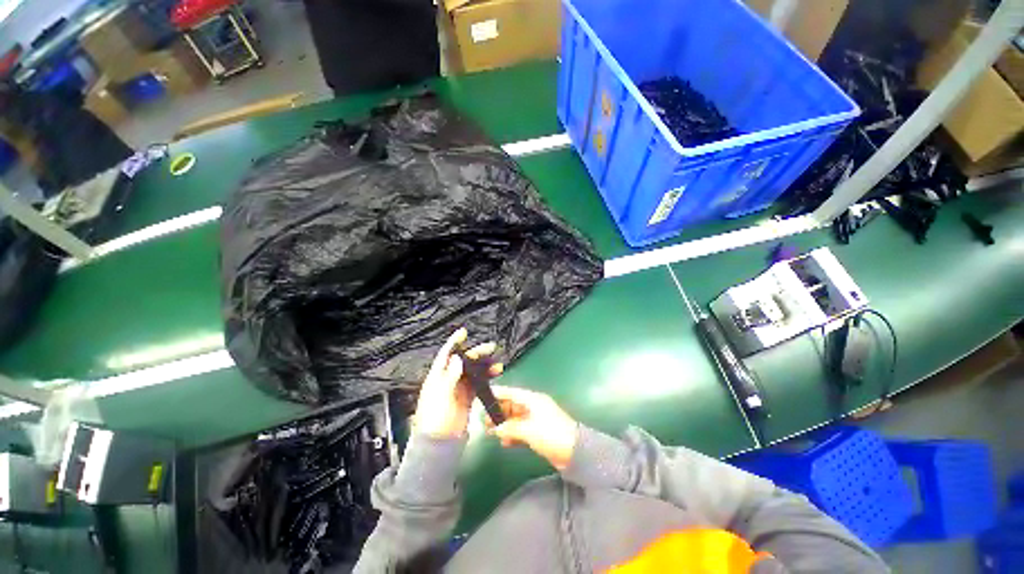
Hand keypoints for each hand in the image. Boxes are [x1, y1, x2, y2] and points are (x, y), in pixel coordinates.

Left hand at [414, 328, 502, 438]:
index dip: (454, 342)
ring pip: (474, 371)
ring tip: (498, 364)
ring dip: (485, 366)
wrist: (439, 443)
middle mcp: (448, 379)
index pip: (446, 355)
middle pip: (464, 361)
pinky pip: (479, 383)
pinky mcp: (467, 397)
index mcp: (438, 376)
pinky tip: (495, 374)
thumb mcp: (441, 396)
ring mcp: (459, 388)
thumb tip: (457, 358)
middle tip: (492, 348)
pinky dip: (487, 377)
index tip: (464, 332)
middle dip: (477, 353)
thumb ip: (450, 376)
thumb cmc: (436, 418)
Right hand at [486, 386, 578, 470]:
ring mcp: (535, 420)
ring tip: (490, 432)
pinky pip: (520, 430)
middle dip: (498, 412)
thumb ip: (510, 428)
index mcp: (533, 400)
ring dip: (504, 424)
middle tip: (484, 420)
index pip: (512, 393)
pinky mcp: (538, 432)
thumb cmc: (551, 435)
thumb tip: (496, 429)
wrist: (574, 453)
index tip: (484, 395)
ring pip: (515, 418)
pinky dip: (512, 434)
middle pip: (512, 405)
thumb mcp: (529, 430)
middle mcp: (533, 406)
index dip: (498, 393)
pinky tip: (504, 442)